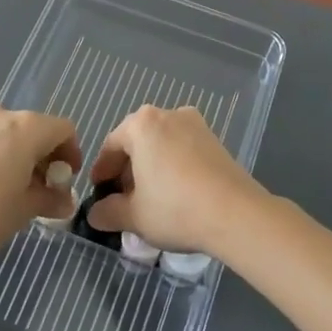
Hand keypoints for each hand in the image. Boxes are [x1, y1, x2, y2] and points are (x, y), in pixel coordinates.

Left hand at [0, 103, 78, 271]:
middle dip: (41, 156)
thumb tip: (64, 200)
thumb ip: (49, 198)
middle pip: (32, 128)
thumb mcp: (23, 211)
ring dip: (14, 156)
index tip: (65, 181)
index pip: (62, 129)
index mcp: (24, 128)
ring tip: (8, 190)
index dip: (70, 153)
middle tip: (40, 189)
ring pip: (3, 134)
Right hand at [87, 105, 272, 256]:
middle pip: (138, 141)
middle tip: (122, 198)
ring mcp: (196, 124)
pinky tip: (175, 193)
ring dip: (151, 167)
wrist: (236, 214)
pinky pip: (183, 149)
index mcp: (142, 124)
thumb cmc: (175, 208)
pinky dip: (173, 166)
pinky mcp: (215, 140)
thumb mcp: (133, 216)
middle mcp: (169, 114)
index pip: (111, 146)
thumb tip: (95, 214)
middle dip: (127, 169)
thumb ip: (107, 212)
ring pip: (161, 144)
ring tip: (149, 198)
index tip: (98, 193)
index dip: (101, 171)